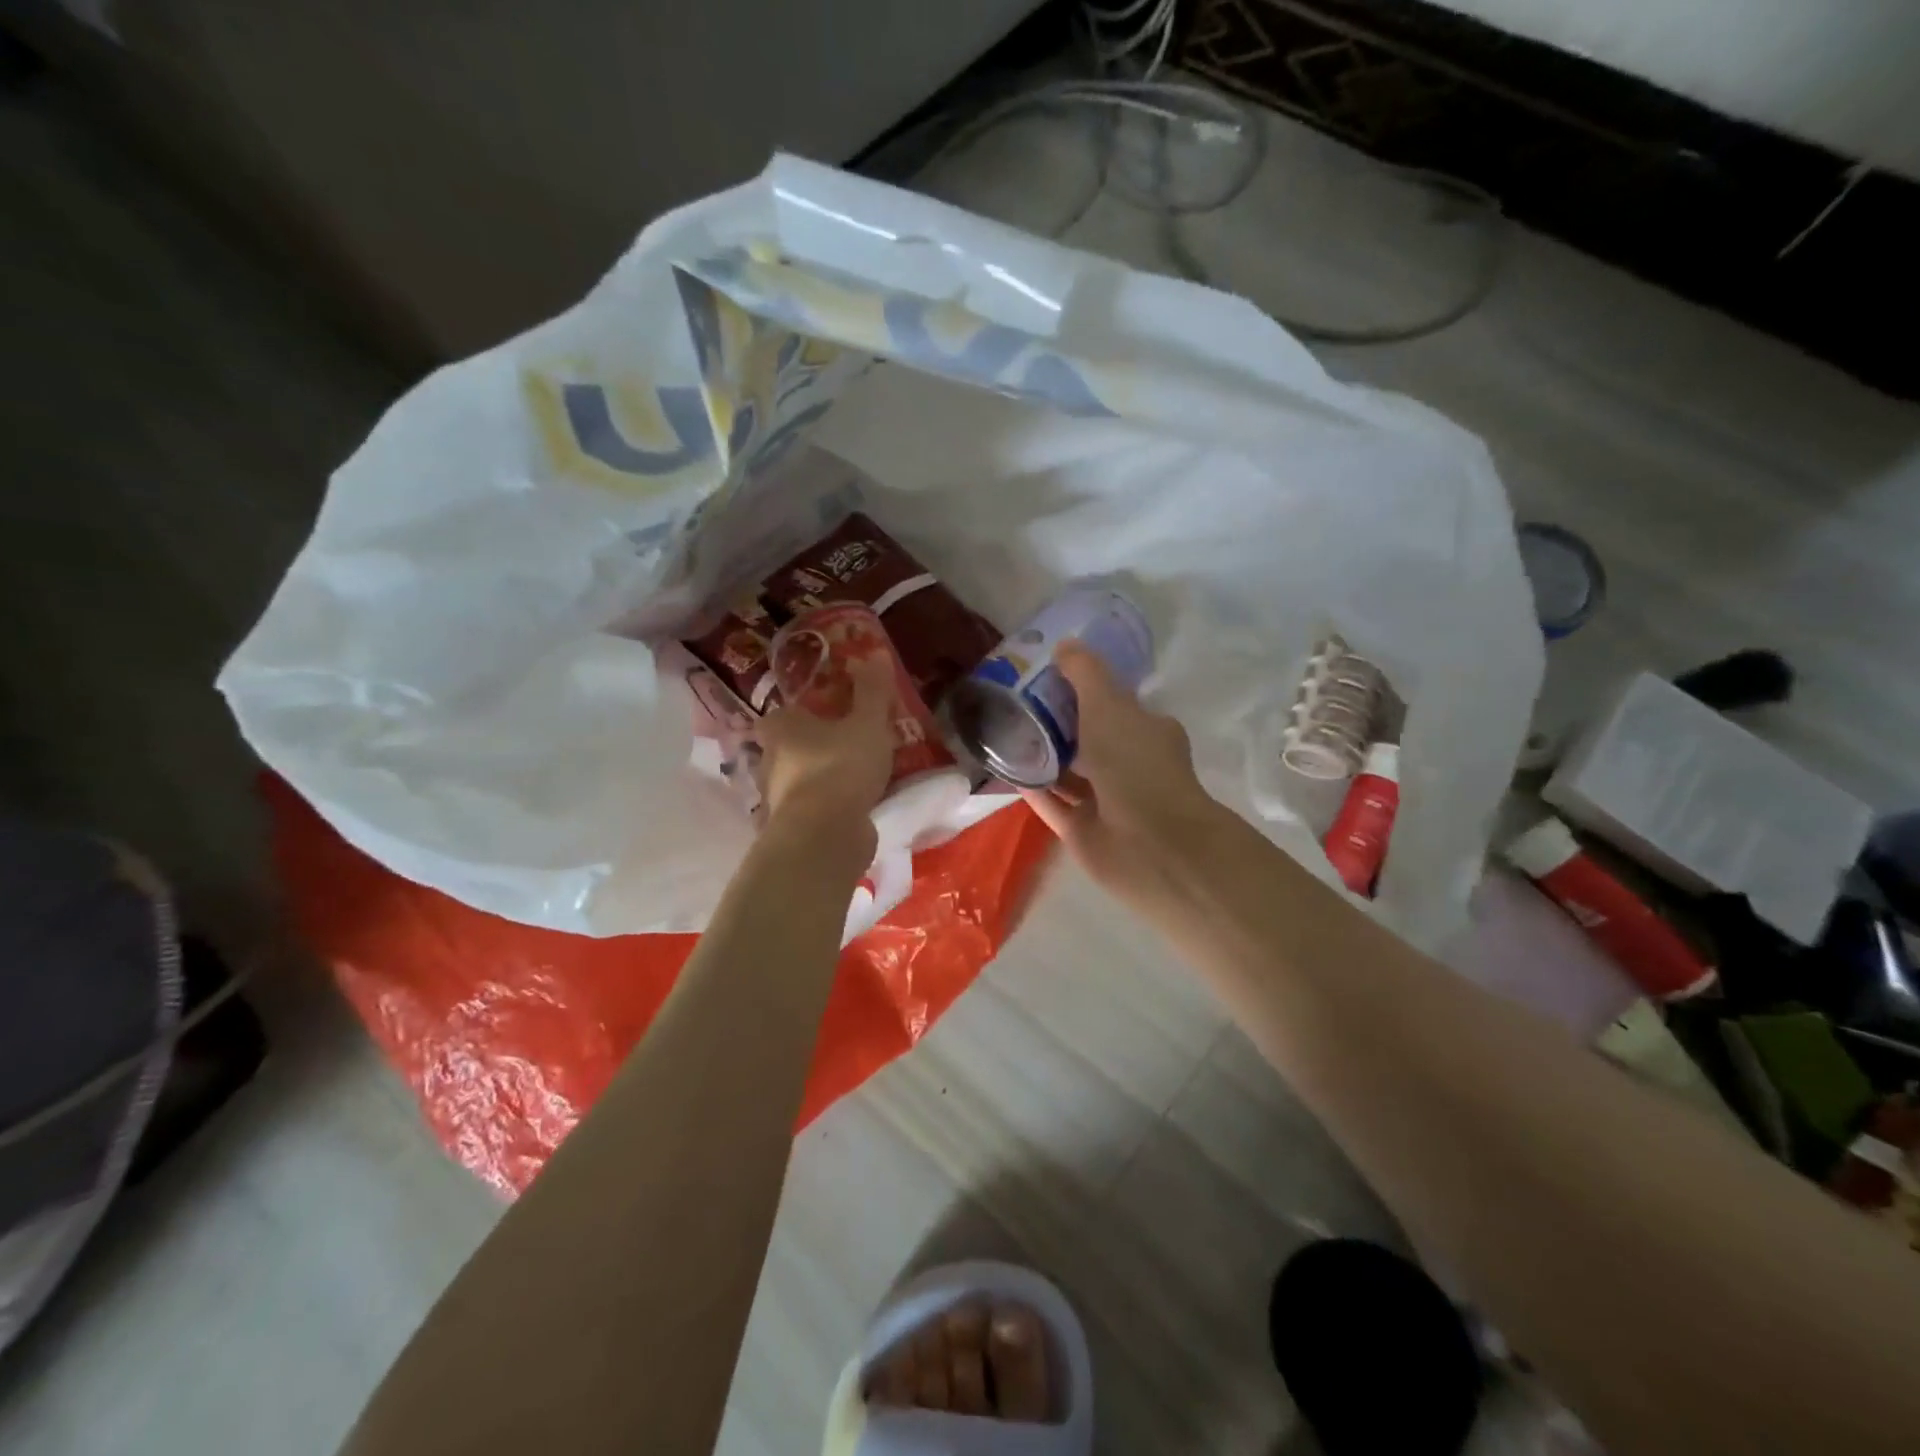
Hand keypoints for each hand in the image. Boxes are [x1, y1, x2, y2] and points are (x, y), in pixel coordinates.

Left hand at [753, 656, 893, 846]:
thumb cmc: (840, 766)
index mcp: (780, 727)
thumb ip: (872, 691)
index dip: (809, 710)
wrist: (824, 836)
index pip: (786, 711)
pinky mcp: (792, 828)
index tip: (834, 712)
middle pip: (793, 746)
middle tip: (853, 742)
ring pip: (803, 779)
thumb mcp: (867, 723)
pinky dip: (831, 806)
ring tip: (860, 775)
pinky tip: (856, 806)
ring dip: (825, 777)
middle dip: (818, 745)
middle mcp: (769, 761)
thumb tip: (875, 652)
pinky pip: (815, 808)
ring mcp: (778, 798)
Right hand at [1019, 642, 1221, 908]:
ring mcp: (1105, 801)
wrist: (1149, 843)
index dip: (1081, 687)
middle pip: (1086, 738)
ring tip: (1000, 732)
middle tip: (1012, 701)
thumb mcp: (1108, 704)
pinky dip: (1030, 788)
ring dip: (1039, 756)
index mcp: (1144, 731)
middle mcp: (1128, 764)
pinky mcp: (1082, 830)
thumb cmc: (1135, 764)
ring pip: (1067, 773)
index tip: (1045, 674)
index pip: (1112, 703)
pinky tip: (1000, 769)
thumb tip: (1064, 644)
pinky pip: (1051, 803)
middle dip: (1054, 722)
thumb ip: (1084, 673)